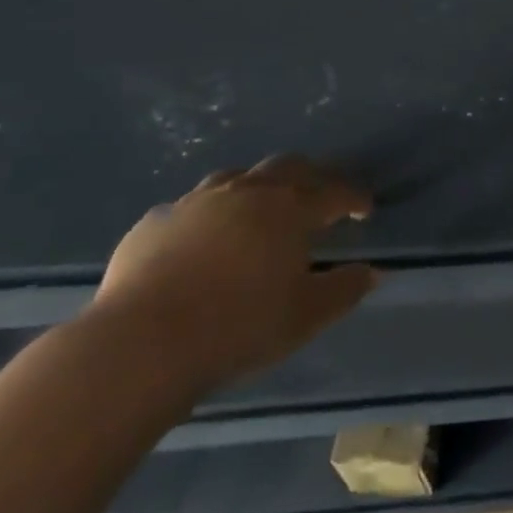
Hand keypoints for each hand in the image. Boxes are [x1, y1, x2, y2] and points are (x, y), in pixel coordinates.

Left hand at [92, 155, 378, 392]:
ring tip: (261, 210)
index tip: (365, 210)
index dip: (354, 198)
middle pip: (288, 167)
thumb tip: (372, 273)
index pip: (333, 192)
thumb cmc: (238, 326)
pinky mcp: (154, 223)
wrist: (140, 345)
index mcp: (289, 209)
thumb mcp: (306, 316)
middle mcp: (246, 192)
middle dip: (311, 178)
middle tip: (320, 198)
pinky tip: (204, 240)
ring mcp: (195, 203)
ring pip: (237, 177)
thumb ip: (344, 290)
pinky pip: (191, 207)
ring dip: (258, 188)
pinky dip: (210, 215)